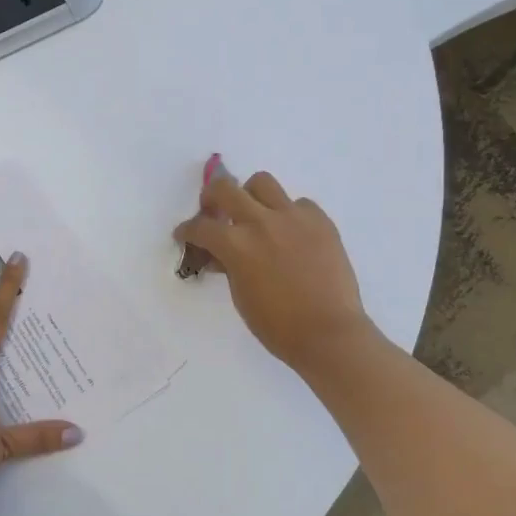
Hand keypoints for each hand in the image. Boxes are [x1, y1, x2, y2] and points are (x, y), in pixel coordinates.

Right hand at [173, 170, 377, 375]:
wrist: (329, 333)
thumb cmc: (278, 326)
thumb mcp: (241, 296)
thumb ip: (229, 266)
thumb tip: (221, 255)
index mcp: (236, 245)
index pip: (200, 227)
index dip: (187, 231)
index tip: (185, 234)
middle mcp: (261, 222)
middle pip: (225, 188)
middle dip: (211, 197)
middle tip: (213, 210)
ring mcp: (293, 217)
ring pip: (262, 182)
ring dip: (250, 195)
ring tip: (255, 214)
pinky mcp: (320, 220)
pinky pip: (298, 204)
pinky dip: (289, 214)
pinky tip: (291, 234)